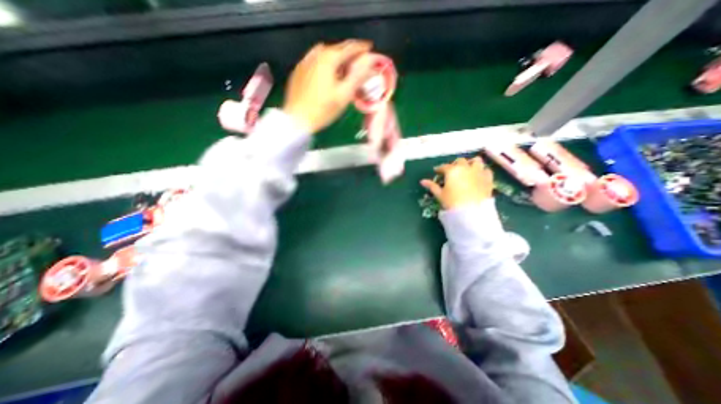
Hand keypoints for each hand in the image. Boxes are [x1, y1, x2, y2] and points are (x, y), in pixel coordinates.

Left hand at [282, 39, 373, 133]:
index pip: (349, 47)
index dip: (362, 48)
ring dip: (337, 59)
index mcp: (328, 59)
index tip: (369, 49)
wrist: (297, 119)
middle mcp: (315, 55)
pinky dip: (325, 64)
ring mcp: (305, 62)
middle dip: (349, 54)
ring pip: (325, 55)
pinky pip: (316, 61)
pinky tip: (328, 75)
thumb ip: (358, 76)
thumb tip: (369, 62)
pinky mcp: (299, 71)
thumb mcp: (344, 95)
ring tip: (344, 70)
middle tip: (358, 62)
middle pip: (337, 49)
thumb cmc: (322, 110)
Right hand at [421, 157, 493, 209]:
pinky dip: (482, 171)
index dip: (439, 169)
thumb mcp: (440, 195)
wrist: (472, 212)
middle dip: (455, 164)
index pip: (444, 167)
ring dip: (471, 163)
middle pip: (460, 161)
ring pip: (476, 161)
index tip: (437, 172)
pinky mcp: (488, 179)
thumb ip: (432, 186)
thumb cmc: (452, 202)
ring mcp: (479, 172)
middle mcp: (466, 167)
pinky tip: (479, 176)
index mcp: (452, 170)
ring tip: (468, 169)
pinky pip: (487, 170)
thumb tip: (422, 181)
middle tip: (452, 171)